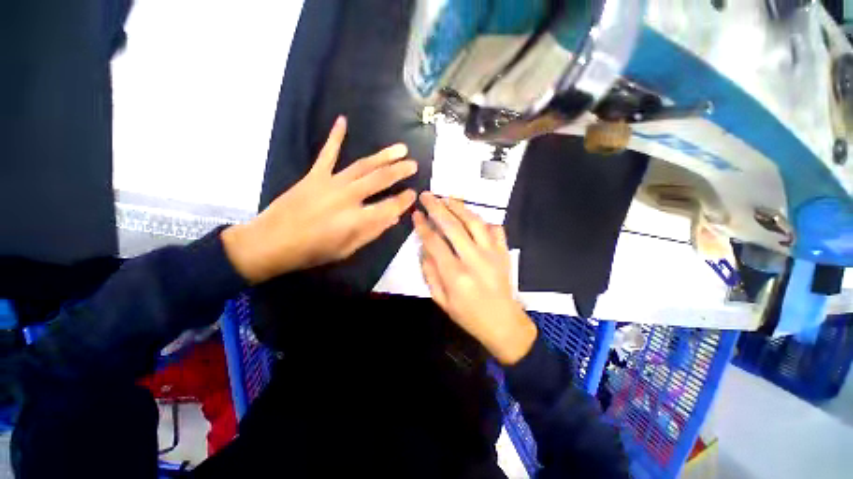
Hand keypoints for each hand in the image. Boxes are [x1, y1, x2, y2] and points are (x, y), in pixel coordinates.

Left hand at [223, 117, 417, 282]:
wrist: (272, 242)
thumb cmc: (313, 251)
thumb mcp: (348, 249)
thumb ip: (372, 232)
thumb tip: (394, 218)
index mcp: (357, 219)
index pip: (390, 206)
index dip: (404, 200)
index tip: (413, 195)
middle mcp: (348, 197)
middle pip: (380, 180)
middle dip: (400, 171)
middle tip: (413, 165)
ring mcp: (331, 182)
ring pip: (363, 165)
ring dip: (383, 156)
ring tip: (400, 149)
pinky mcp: (315, 175)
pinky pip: (327, 153)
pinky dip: (335, 137)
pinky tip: (343, 121)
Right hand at [413, 192, 536, 364]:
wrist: (503, 323)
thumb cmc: (468, 315)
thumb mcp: (441, 301)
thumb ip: (430, 273)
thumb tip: (424, 248)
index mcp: (455, 275)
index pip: (434, 242)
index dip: (423, 226)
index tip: (416, 213)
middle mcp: (474, 260)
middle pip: (453, 226)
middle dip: (437, 208)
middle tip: (427, 195)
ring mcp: (492, 254)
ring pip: (475, 222)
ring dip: (459, 207)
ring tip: (447, 198)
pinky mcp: (504, 252)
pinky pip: (495, 229)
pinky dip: (484, 221)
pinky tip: (473, 218)